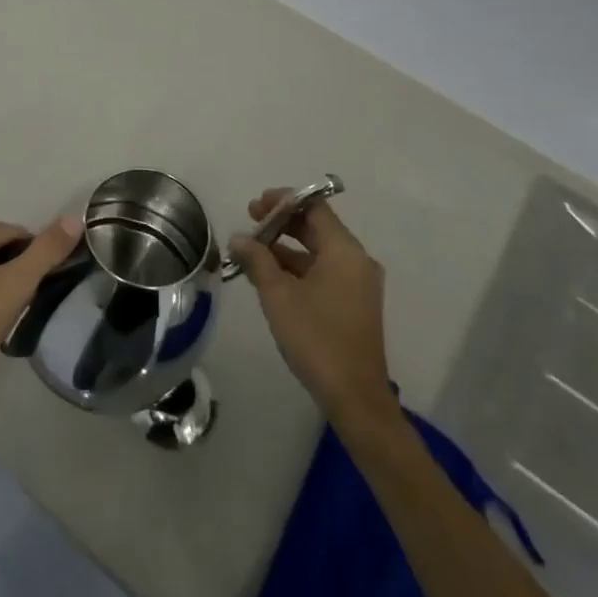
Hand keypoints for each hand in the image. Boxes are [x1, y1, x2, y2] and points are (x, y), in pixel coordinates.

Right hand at [231, 190, 391, 424]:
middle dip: (282, 223)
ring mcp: (358, 284)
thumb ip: (257, 260)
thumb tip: (239, 237)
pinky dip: (298, 267)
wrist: (354, 396)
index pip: (315, 208)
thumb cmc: (316, 338)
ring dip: (286, 247)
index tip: (256, 205)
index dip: (284, 200)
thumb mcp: (278, 295)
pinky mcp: (354, 304)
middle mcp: (357, 261)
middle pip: (317, 228)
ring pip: (318, 252)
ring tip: (252, 251)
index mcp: (345, 251)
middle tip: (250, 222)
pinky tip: (270, 276)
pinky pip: (324, 271)